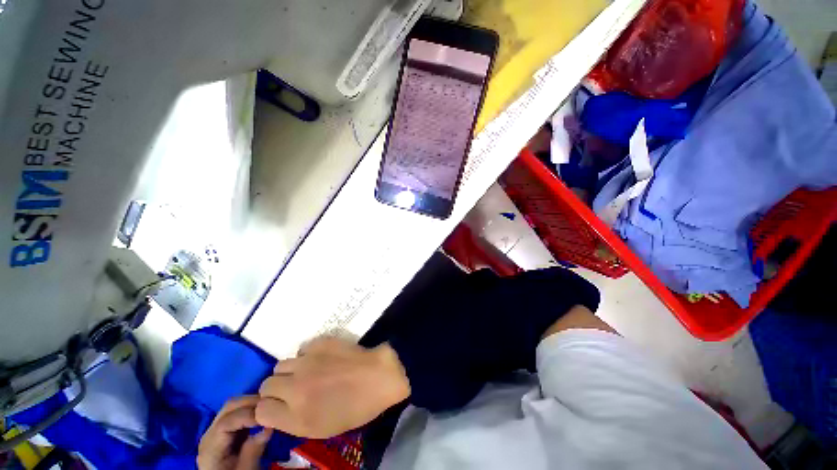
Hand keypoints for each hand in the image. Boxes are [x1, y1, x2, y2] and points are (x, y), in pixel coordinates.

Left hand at [197, 396, 272, 469]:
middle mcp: (210, 434)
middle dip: (252, 402)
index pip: (226, 422)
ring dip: (253, 403)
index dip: (248, 415)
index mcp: (210, 447)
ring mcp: (216, 430)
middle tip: (272, 406)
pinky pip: (237, 411)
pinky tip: (262, 413)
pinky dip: (251, 408)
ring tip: (270, 408)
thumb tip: (269, 427)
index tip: (269, 416)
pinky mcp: (224, 430)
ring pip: (234, 405)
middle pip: (229, 407)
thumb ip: (253, 451)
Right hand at [256, 336, 409, 438]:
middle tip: (294, 390)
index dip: (268, 409)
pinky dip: (306, 355)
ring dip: (290, 371)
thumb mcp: (320, 429)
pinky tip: (320, 359)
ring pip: (281, 365)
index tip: (279, 407)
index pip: (260, 410)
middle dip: (276, 390)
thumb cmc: (355, 408)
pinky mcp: (320, 343)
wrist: (379, 376)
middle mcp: (296, 387)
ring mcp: (307, 362)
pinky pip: (301, 349)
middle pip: (266, 385)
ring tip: (307, 373)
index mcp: (297, 415)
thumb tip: (275, 409)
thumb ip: (291, 421)